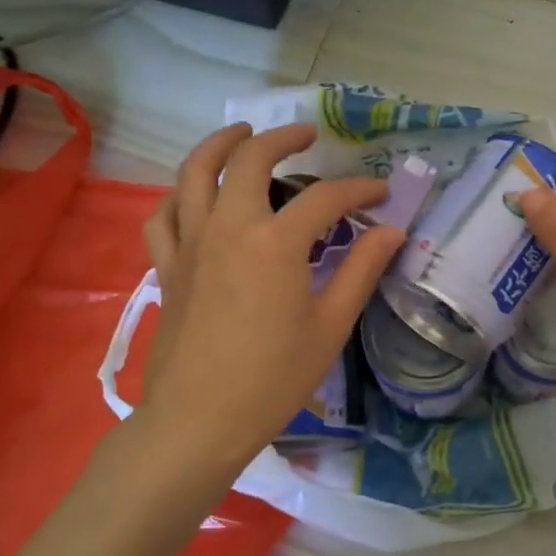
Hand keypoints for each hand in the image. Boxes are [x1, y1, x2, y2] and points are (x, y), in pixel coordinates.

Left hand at [133, 122, 404, 473]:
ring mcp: (190, 244)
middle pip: (248, 159)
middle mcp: (228, 228)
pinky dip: (180, 194)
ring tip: (242, 136)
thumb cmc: (273, 378)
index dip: (359, 190)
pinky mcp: (167, 267)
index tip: (382, 193)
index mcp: (275, 243)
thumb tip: (391, 231)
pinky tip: (196, 197)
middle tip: (306, 135)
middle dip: (281, 138)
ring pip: (194, 172)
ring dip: (220, 144)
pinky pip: (164, 214)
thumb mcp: (330, 326)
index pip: (325, 198)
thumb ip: (361, 270)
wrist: (199, 420)